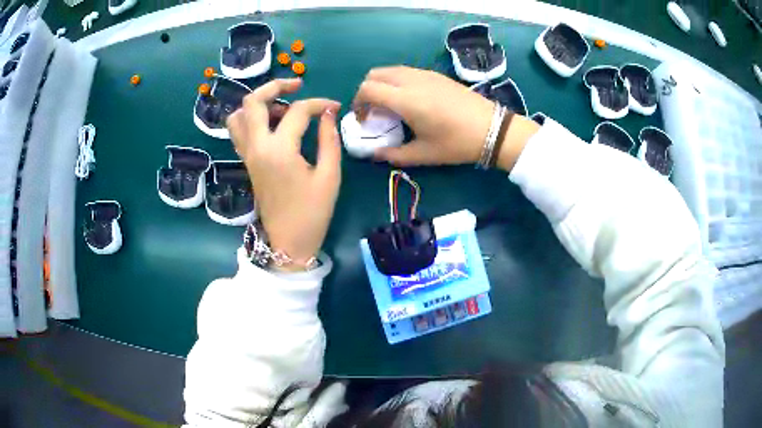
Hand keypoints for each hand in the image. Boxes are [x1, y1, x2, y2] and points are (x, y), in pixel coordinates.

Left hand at [227, 79, 341, 270]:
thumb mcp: (329, 176)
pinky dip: (253, 119)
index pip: (297, 111)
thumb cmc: (312, 213)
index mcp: (279, 151)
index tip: (334, 107)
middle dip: (275, 86)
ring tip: (283, 109)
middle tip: (297, 86)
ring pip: (239, 116)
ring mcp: (248, 155)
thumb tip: (328, 114)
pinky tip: (274, 125)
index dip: (319, 103)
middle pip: (253, 102)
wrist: (287, 242)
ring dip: (259, 104)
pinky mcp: (247, 162)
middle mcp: (257, 147)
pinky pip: (240, 131)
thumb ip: (329, 140)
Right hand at [353, 66, 537, 170]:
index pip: (367, 89)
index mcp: (405, 99)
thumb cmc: (457, 143)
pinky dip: (396, 81)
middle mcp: (411, 80)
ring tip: (389, 105)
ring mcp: (424, 74)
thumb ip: (394, 155)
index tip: (364, 120)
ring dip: (382, 84)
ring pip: (390, 70)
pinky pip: (406, 71)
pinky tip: (409, 100)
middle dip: (366, 91)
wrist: (492, 128)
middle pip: (375, 74)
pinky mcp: (435, 74)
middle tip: (373, 111)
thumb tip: (375, 155)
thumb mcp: (424, 154)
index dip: (358, 103)